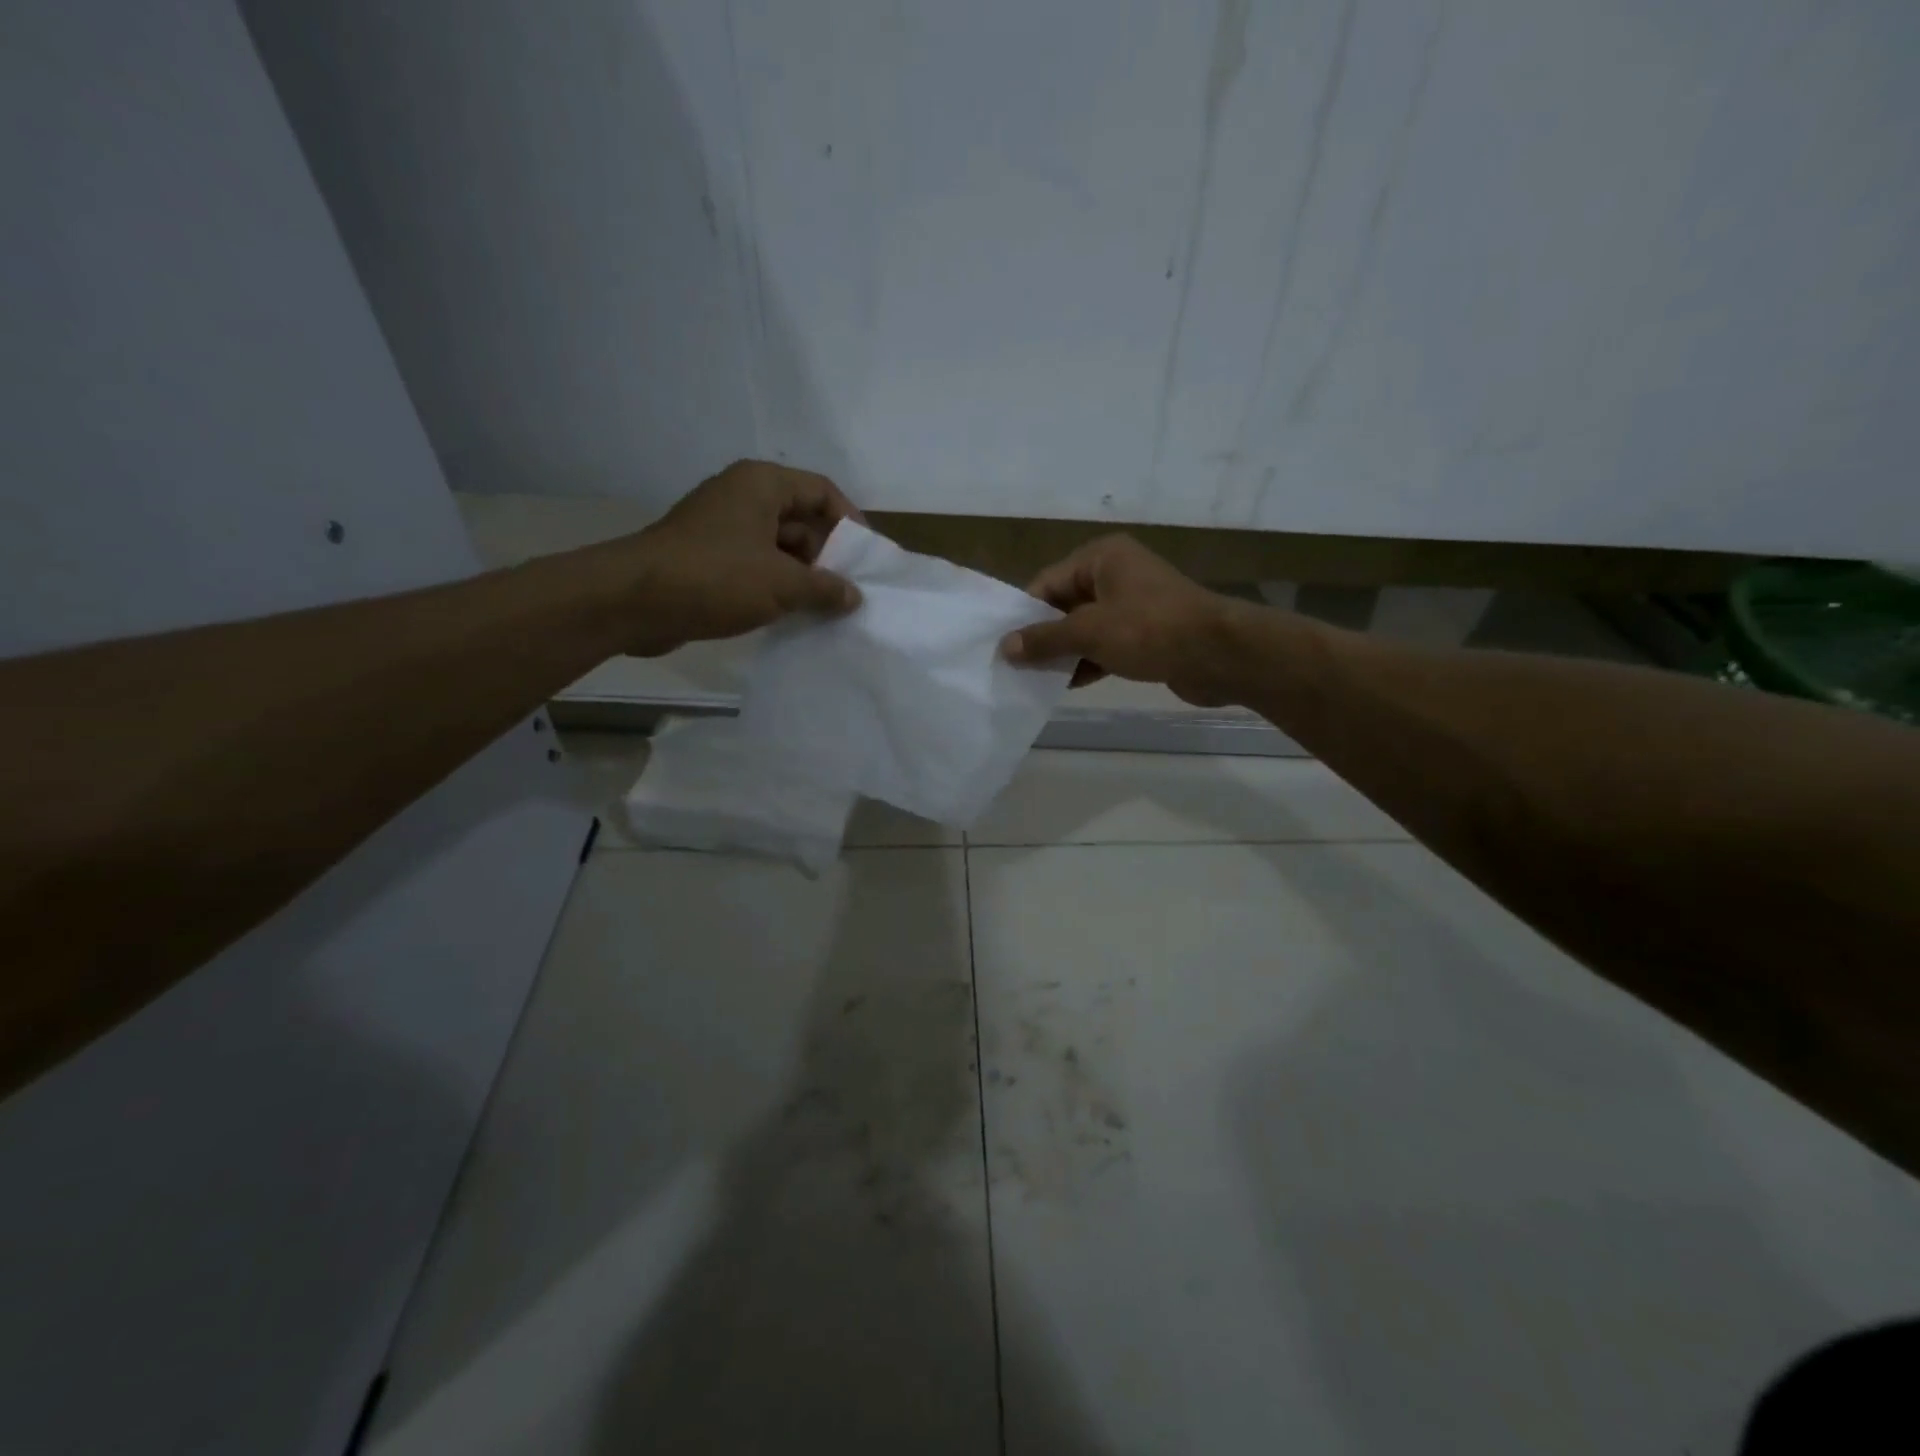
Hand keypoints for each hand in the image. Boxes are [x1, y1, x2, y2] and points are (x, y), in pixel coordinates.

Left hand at [620, 460, 863, 656]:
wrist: (633, 601)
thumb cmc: (716, 578)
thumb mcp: (782, 584)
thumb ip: (825, 588)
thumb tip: (854, 596)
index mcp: (762, 484)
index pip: (822, 490)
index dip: (850, 521)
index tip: (867, 557)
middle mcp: (742, 497)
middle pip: (801, 519)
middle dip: (827, 555)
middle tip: (849, 591)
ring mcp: (722, 528)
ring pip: (778, 546)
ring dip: (802, 576)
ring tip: (826, 610)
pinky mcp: (707, 558)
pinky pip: (755, 566)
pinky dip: (776, 586)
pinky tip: (793, 615)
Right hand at [1001, 535, 1242, 705]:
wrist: (1219, 655)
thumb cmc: (1150, 630)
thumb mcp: (1089, 632)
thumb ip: (1045, 639)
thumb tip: (1005, 648)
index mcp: (1102, 557)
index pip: (1048, 582)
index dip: (1024, 615)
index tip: (1003, 646)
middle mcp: (1117, 575)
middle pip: (1065, 605)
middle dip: (1043, 637)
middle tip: (1015, 667)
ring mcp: (1134, 605)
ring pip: (1085, 629)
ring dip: (1064, 654)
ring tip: (1034, 681)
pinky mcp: (1146, 634)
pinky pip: (1106, 645)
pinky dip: (1088, 662)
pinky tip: (1067, 686)